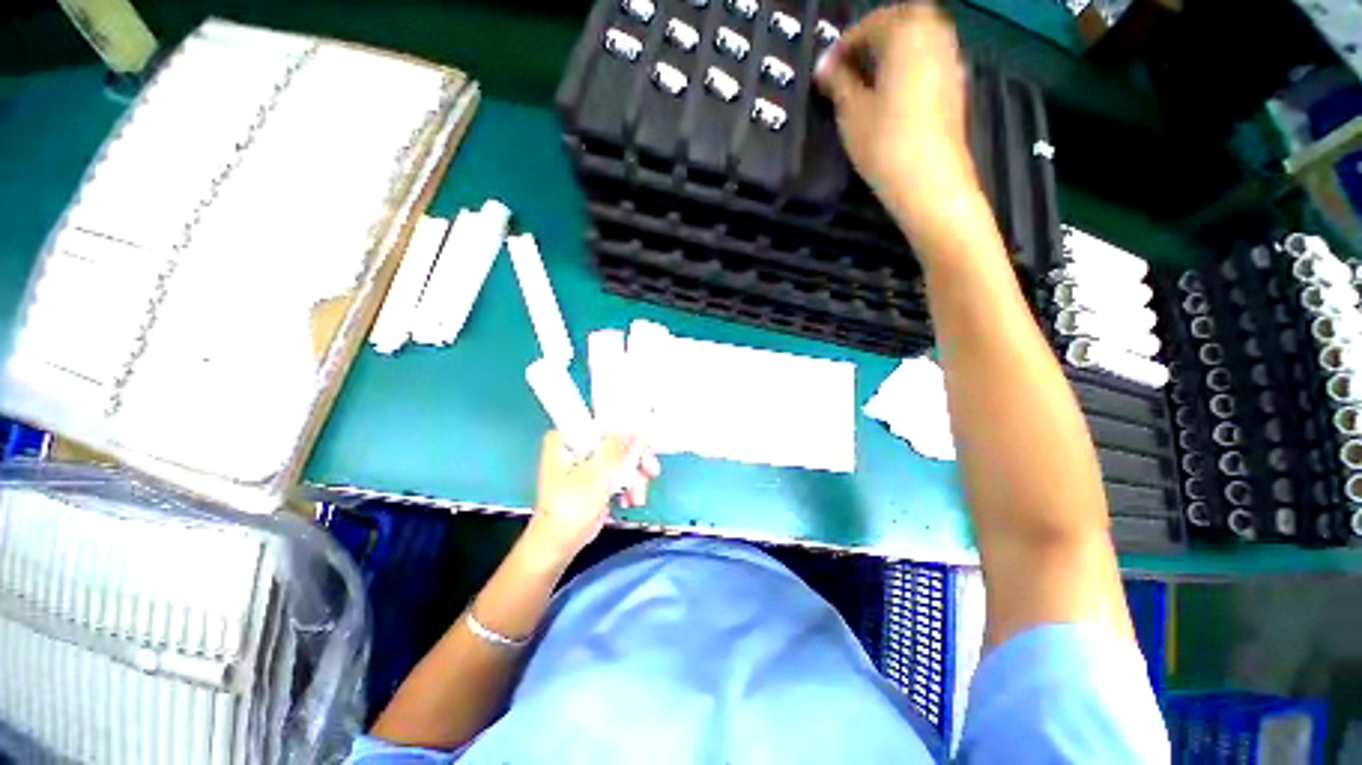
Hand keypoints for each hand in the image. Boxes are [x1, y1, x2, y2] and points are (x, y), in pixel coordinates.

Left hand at [525, 430, 661, 560]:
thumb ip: (616, 448)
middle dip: (635, 460)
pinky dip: (627, 485)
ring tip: (637, 497)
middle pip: (616, 441)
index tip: (644, 443)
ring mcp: (587, 463)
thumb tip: (635, 428)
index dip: (627, 431)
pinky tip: (629, 500)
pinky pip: (618, 473)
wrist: (557, 545)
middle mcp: (577, 445)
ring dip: (634, 477)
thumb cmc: (569, 508)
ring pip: (621, 458)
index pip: (603, 423)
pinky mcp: (595, 478)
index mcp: (568, 438)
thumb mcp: (595, 474)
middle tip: (650, 471)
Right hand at [815, 4, 979, 239]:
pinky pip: (931, 55)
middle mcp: (934, 35)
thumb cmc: (884, 143)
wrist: (928, 180)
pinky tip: (895, 87)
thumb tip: (825, 68)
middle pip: (904, 17)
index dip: (842, 46)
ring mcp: (950, 59)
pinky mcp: (956, 84)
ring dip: (895, 44)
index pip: (869, 25)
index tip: (824, 70)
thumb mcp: (851, 113)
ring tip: (870, 74)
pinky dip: (912, 60)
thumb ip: (838, 83)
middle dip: (875, 32)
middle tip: (851, 60)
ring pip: (922, 34)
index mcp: (905, 33)